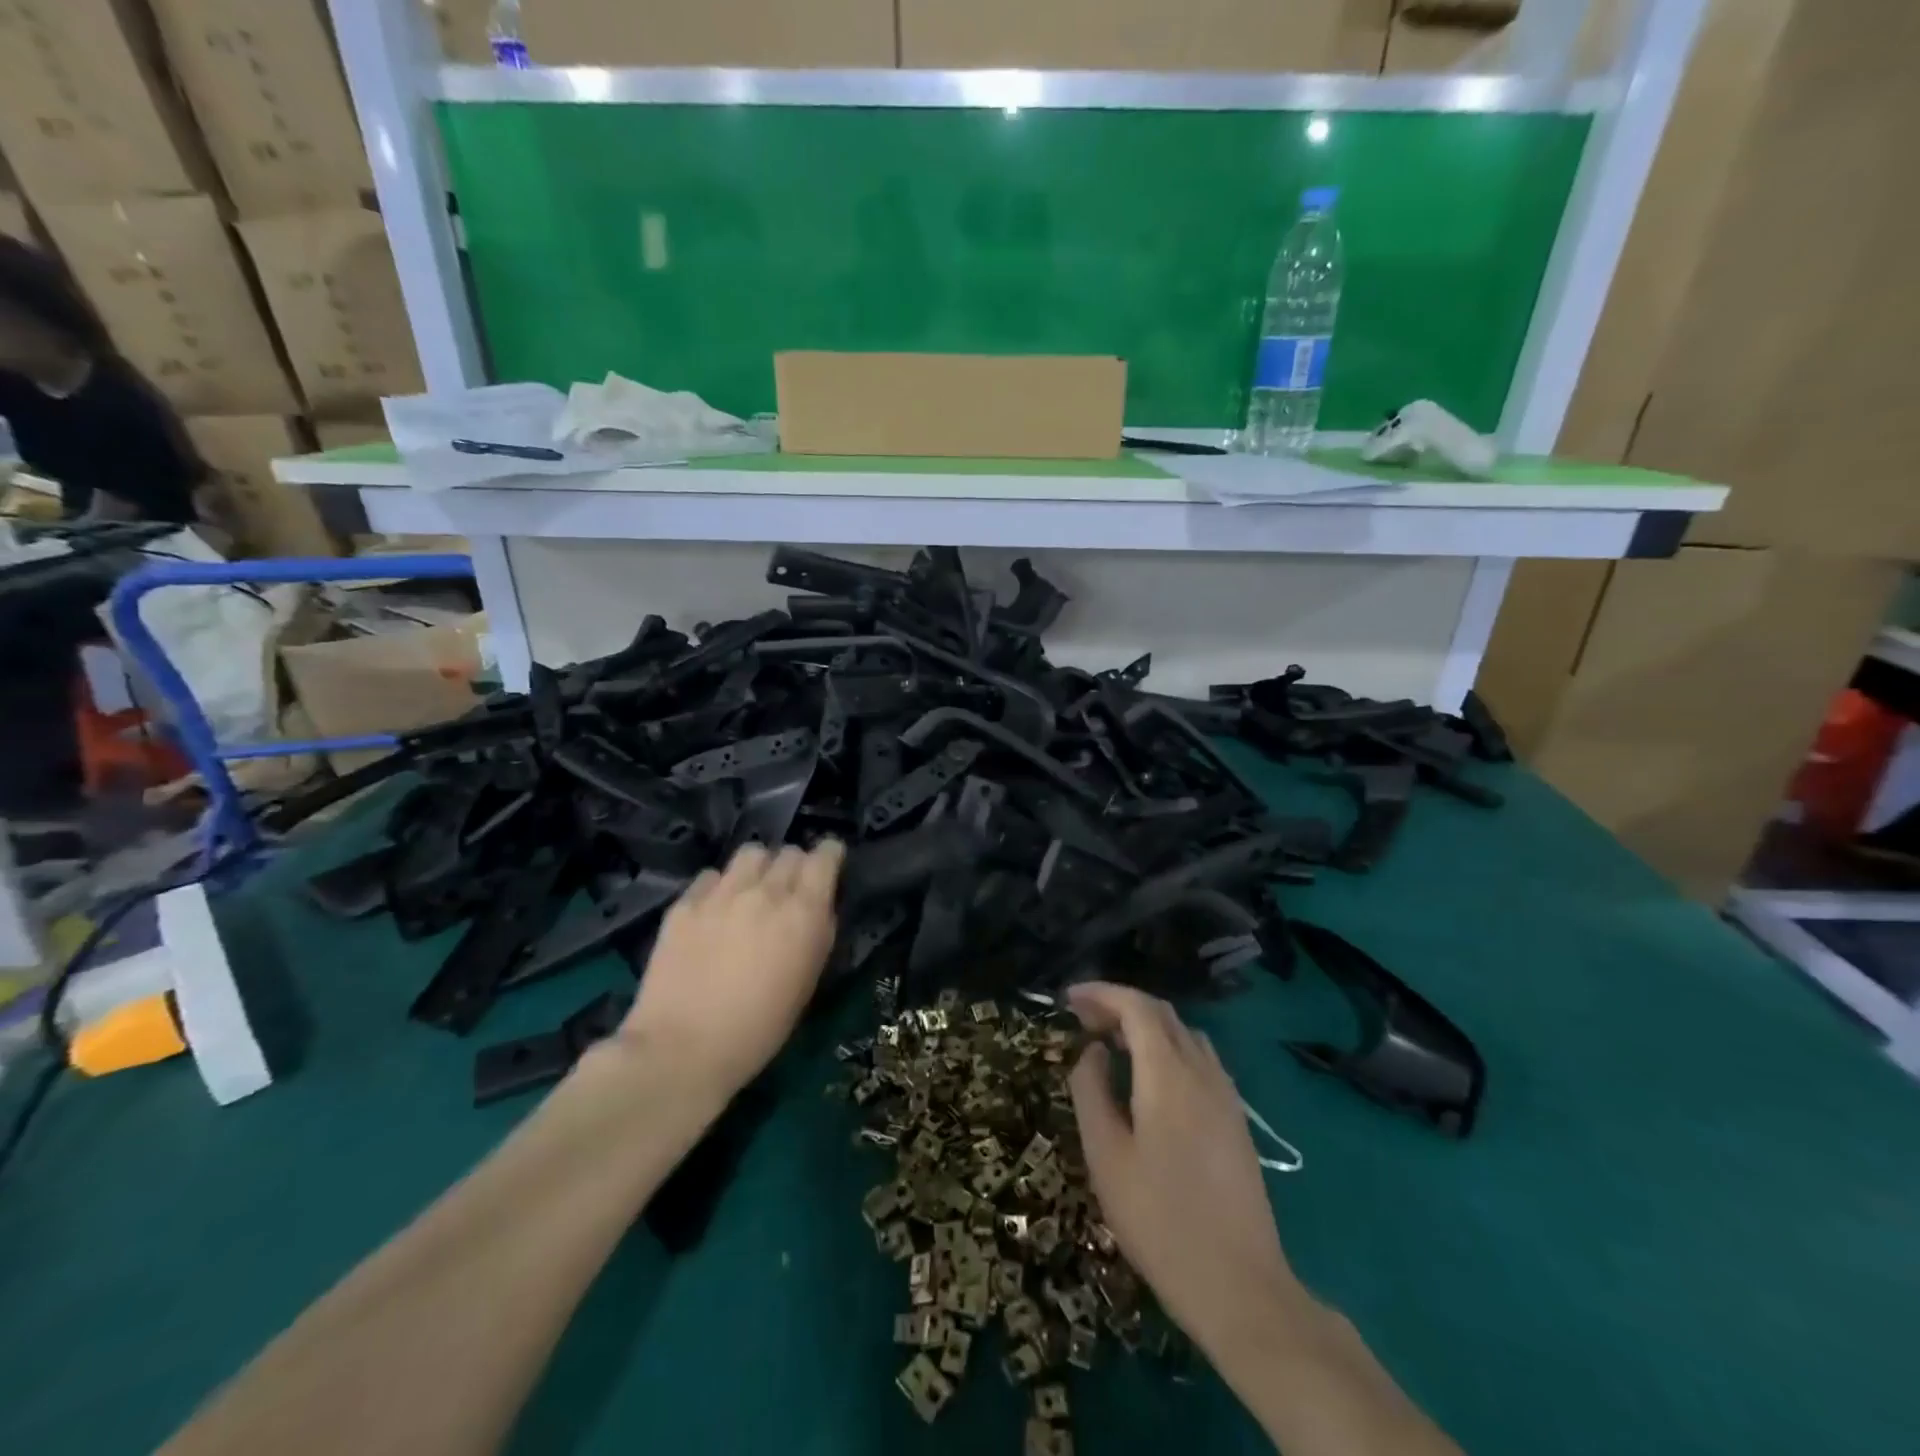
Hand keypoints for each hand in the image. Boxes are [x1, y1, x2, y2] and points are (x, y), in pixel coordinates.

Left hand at [616, 840, 844, 1101]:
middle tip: (789, 890)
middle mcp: (765, 892)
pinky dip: (720, 887)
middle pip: (788, 852)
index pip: (824, 856)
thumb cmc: (759, 1029)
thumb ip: (818, 934)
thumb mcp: (807, 983)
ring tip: (752, 891)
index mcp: (803, 913)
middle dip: (795, 866)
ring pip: (750, 853)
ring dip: (759, 868)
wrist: (682, 1050)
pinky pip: (711, 876)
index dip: (830, 856)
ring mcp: (721, 894)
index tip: (829, 865)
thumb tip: (818, 909)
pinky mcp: (685, 904)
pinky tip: (715, 912)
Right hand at [1067, 982, 1306, 1358]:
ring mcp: (1225, 1093)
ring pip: (1183, 1034)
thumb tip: (1092, 1051)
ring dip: (1146, 1025)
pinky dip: (1168, 1047)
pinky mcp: (1235, 1117)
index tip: (1068, 998)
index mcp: (1168, 1073)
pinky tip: (1150, 1077)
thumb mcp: (1106, 1155)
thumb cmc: (1159, 1218)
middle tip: (1083, 1020)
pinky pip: (1199, 1058)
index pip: (1136, 1006)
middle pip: (1162, 1014)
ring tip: (1111, 1043)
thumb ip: (1091, 1090)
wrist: (1239, 1285)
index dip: (1101, 993)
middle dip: (1120, 1005)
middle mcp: (1202, 1070)